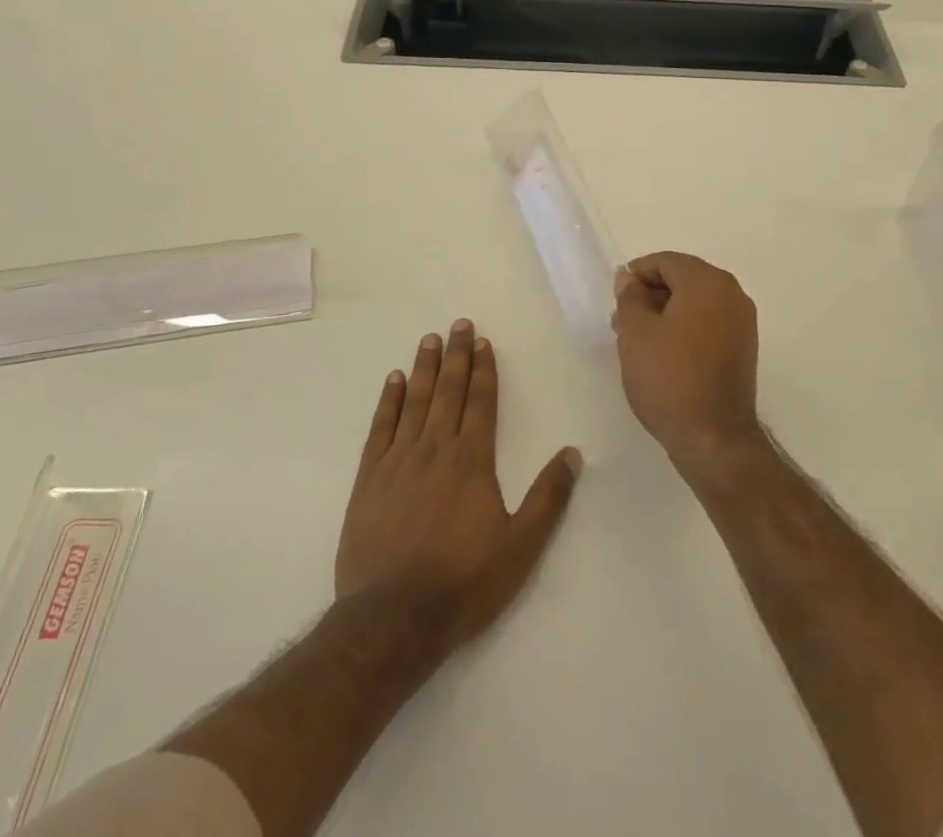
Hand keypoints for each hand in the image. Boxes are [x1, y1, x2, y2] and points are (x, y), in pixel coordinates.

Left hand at [335, 319, 580, 653]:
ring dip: (424, 368)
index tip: (483, 341)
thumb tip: (572, 453)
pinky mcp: (369, 478)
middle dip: (456, 356)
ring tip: (429, 339)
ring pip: (414, 401)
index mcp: (472, 460)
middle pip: (448, 391)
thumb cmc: (463, 583)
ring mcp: (398, 460)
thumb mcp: (520, 548)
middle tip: (458, 324)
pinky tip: (393, 381)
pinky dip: (388, 401)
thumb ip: (548, 498)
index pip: (481, 402)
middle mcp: (435, 448)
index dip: (484, 370)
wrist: (392, 619)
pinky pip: (380, 427)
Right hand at [612, 252, 762, 479]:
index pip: (666, 262)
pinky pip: (709, 322)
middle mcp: (732, 293)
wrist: (713, 438)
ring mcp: (742, 322)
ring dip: (666, 312)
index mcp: (707, 282)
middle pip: (683, 278)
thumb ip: (630, 296)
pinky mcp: (744, 347)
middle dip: (651, 294)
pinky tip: (664, 353)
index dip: (636, 275)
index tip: (617, 300)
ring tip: (638, 340)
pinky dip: (686, 327)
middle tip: (623, 320)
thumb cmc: (669, 378)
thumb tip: (629, 277)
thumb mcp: (635, 333)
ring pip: (696, 302)